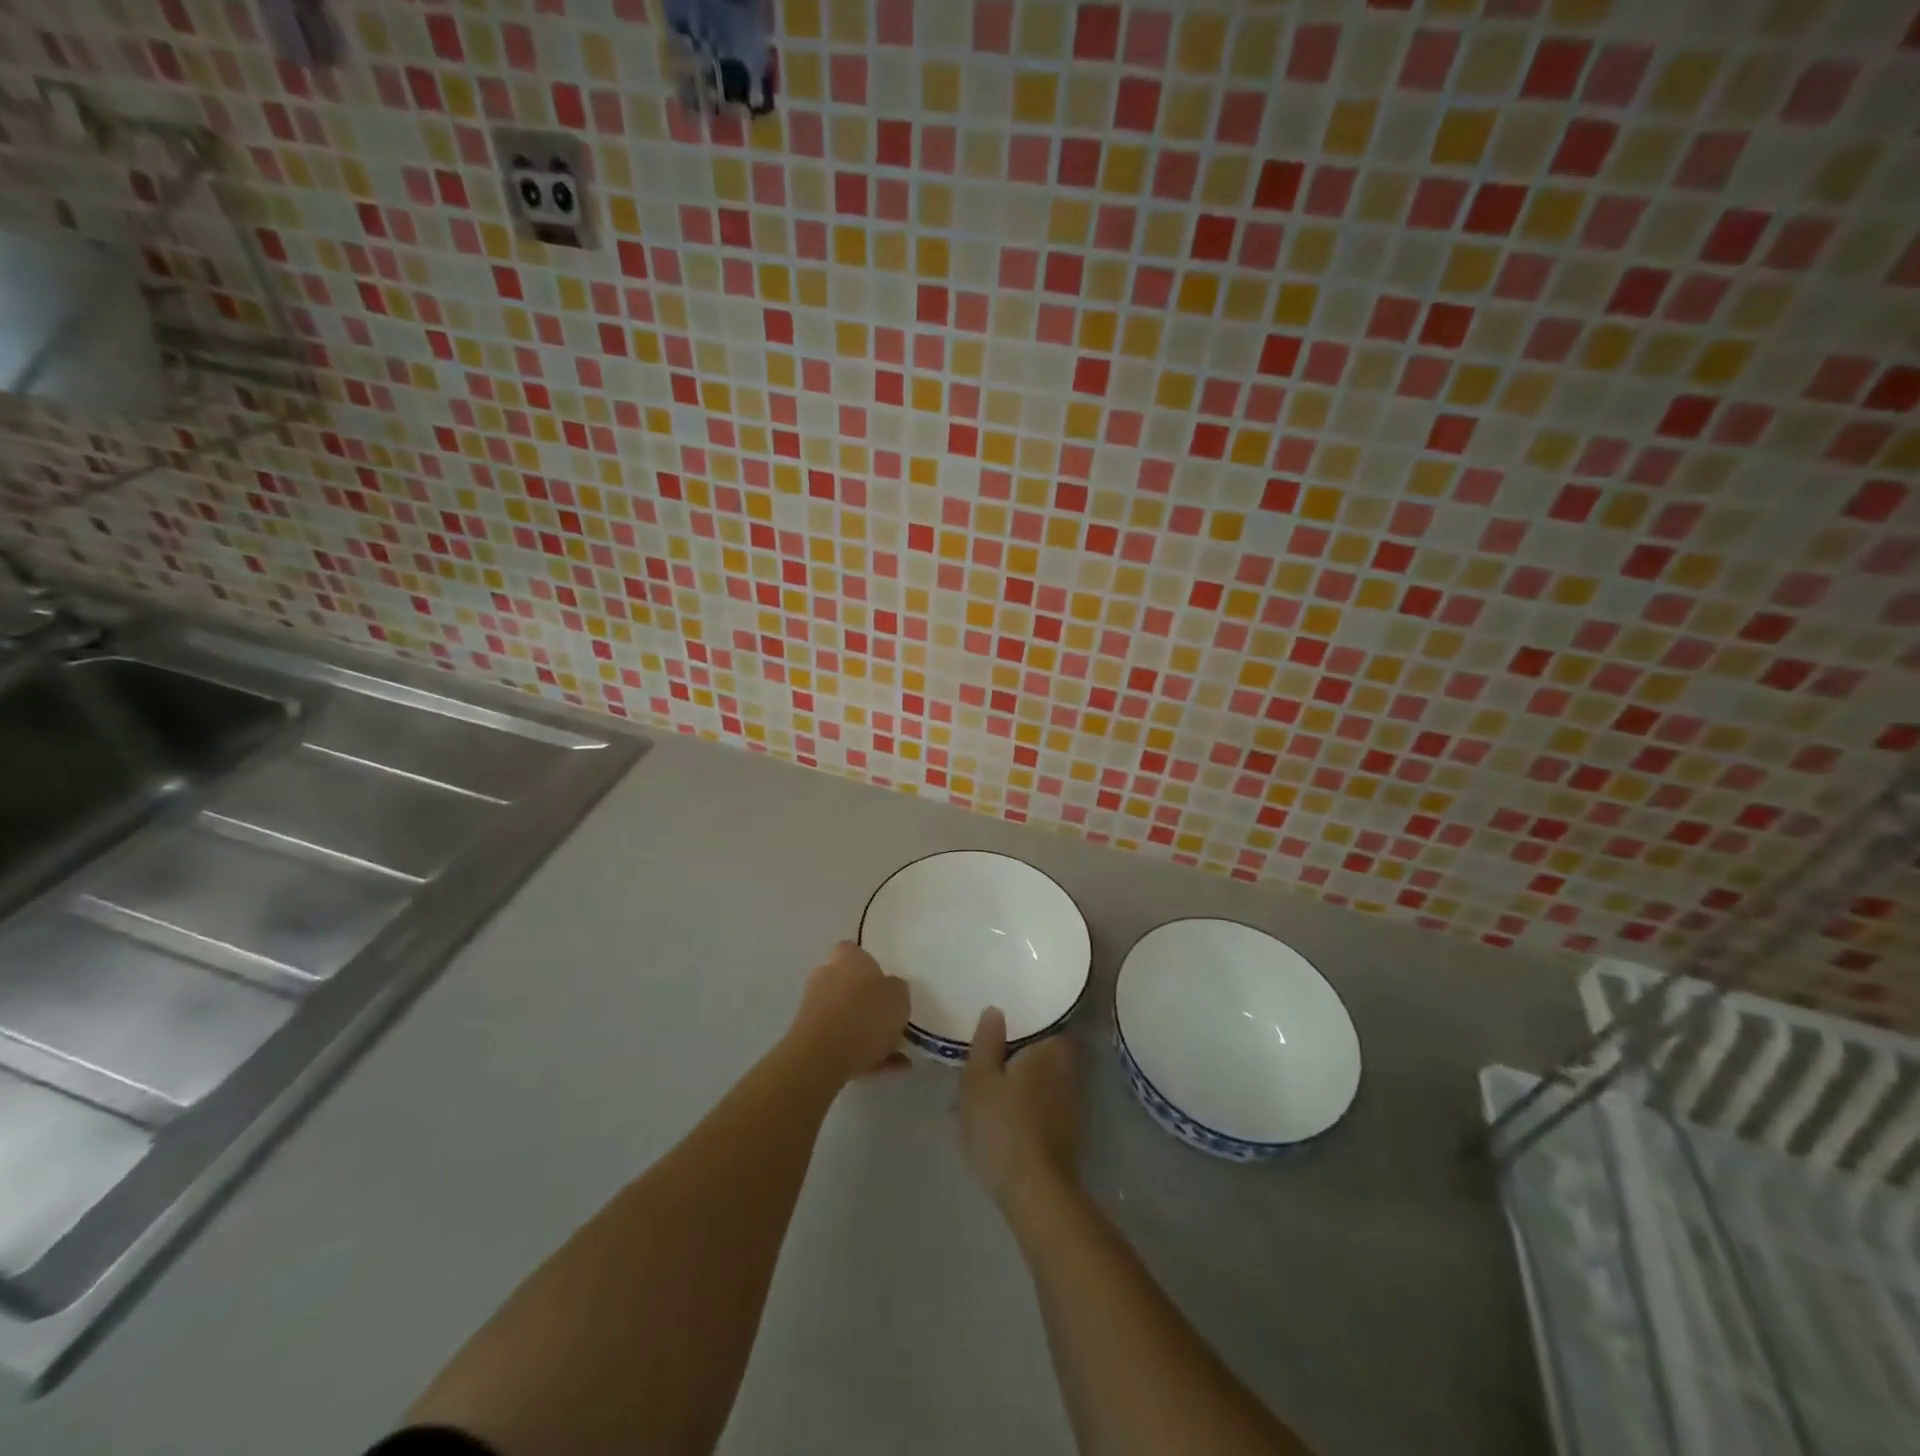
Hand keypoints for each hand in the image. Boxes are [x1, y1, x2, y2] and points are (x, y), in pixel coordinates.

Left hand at [789, 941, 910, 1081]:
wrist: (821, 1057)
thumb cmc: (865, 1016)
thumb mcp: (899, 998)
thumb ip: (898, 990)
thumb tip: (892, 990)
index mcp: (847, 958)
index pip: (856, 952)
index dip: (872, 966)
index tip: (887, 985)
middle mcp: (826, 976)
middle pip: (850, 985)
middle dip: (868, 1002)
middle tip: (891, 1019)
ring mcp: (814, 1007)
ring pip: (847, 1016)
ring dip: (868, 1032)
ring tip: (897, 1054)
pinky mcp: (809, 1037)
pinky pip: (842, 1042)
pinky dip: (862, 1053)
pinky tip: (888, 1069)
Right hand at [960, 1007, 1080, 1204]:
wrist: (1034, 1191)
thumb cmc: (1002, 1125)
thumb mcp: (979, 1079)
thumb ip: (987, 1041)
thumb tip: (996, 1009)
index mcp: (1050, 1050)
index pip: (1049, 1024)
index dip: (1030, 1024)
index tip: (1009, 1027)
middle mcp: (1068, 1072)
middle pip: (1045, 1054)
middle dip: (1022, 1056)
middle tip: (993, 1061)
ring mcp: (1071, 1106)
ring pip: (1043, 1083)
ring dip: (1022, 1085)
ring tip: (990, 1093)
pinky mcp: (1067, 1136)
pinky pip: (1043, 1109)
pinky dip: (1026, 1109)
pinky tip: (1002, 1121)